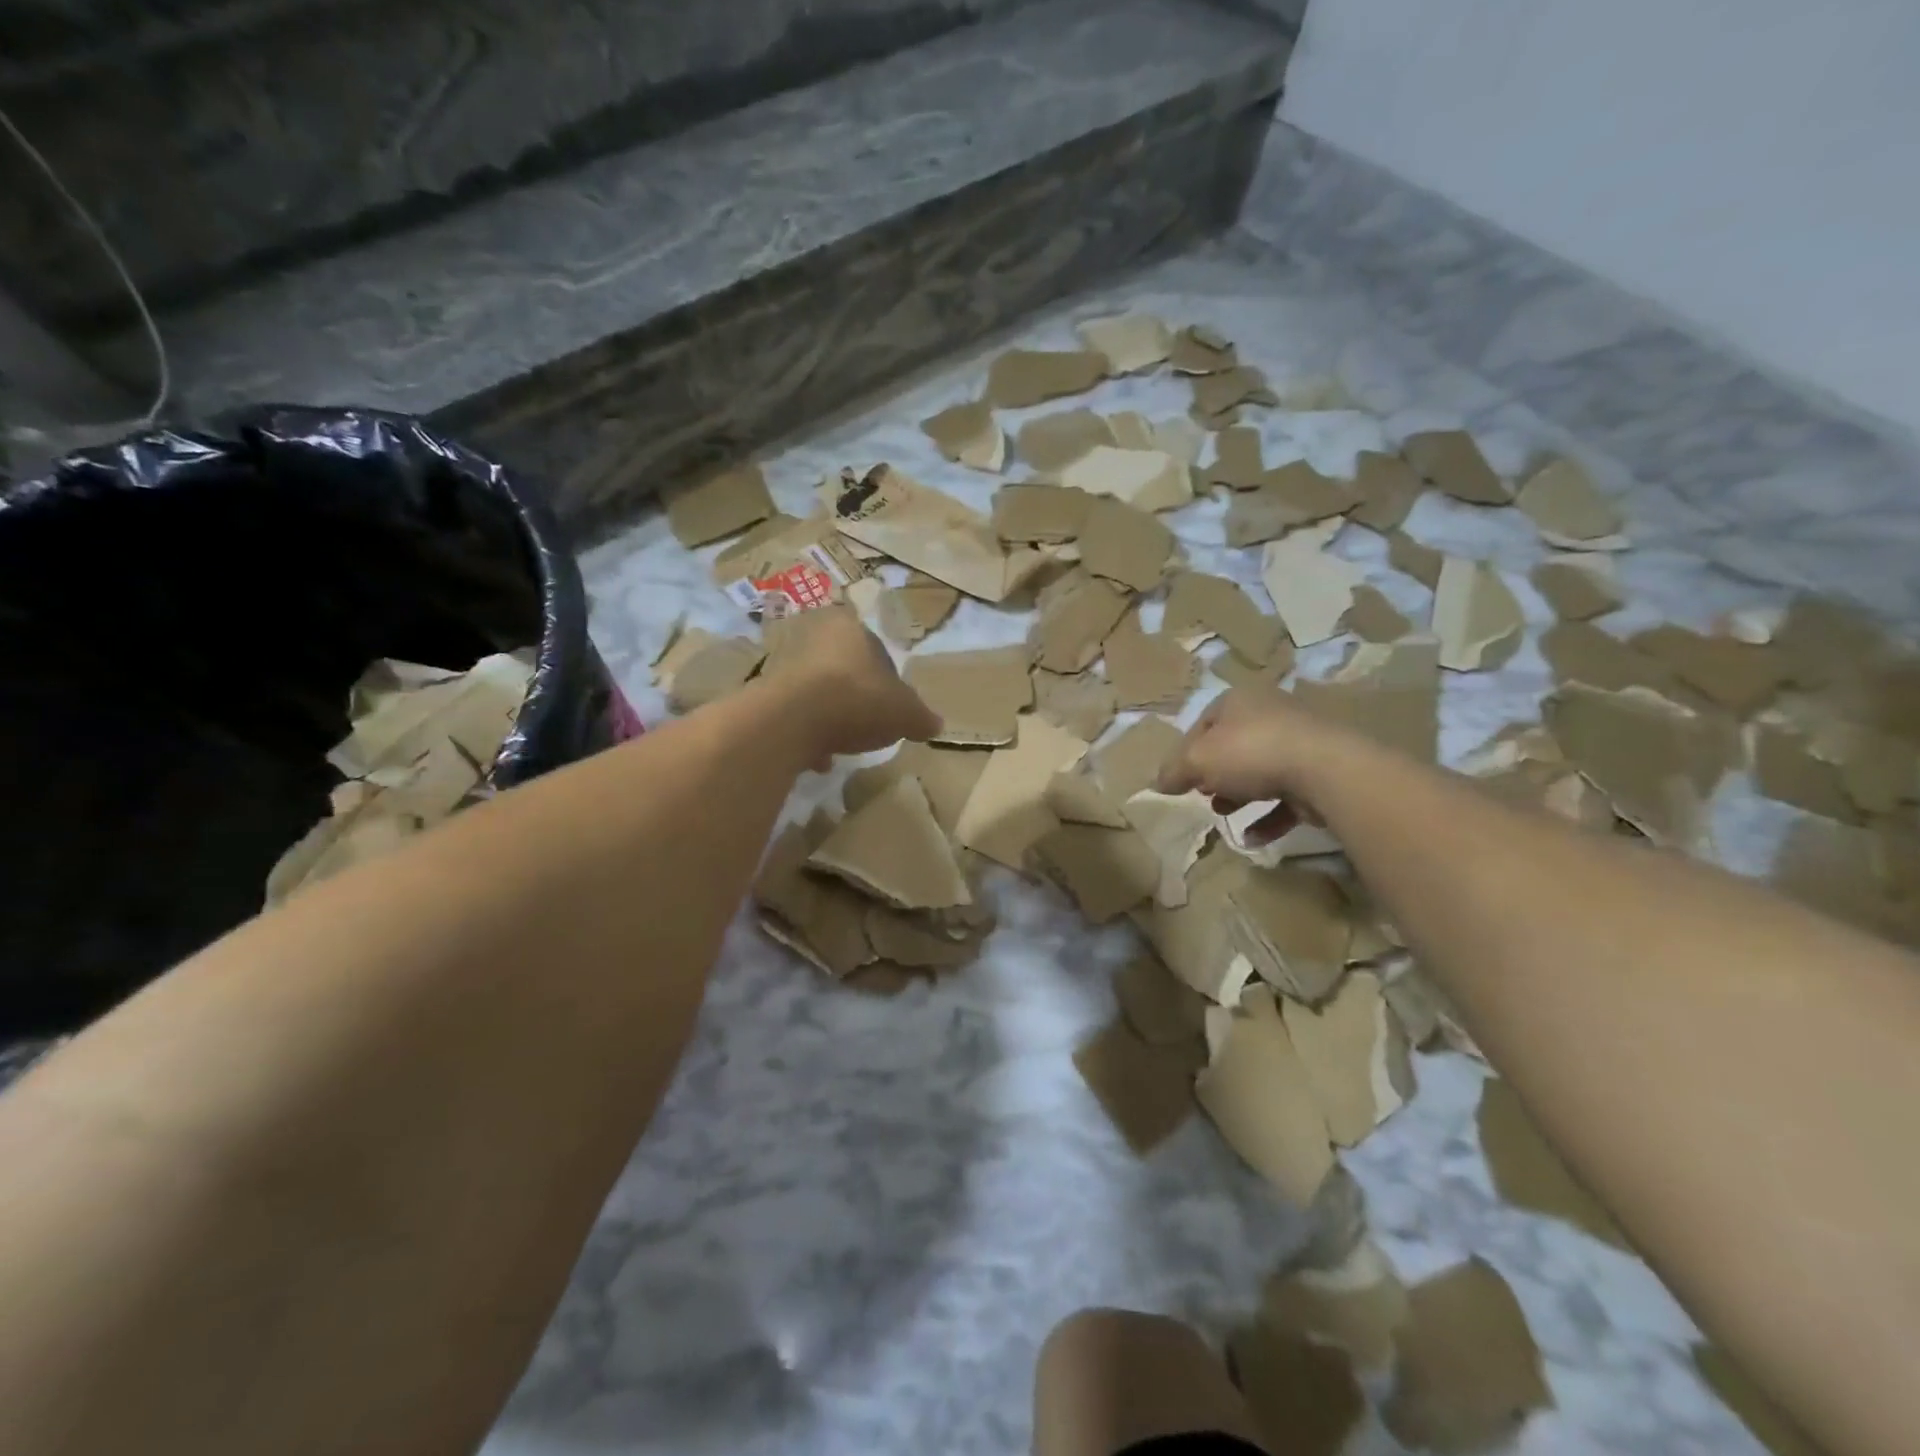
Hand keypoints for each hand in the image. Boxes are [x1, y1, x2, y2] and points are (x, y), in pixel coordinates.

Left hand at [763, 606, 939, 764]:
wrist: (792, 720)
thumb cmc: (858, 701)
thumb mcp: (906, 714)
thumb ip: (922, 718)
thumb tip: (935, 724)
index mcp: (852, 629)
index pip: (878, 652)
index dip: (890, 683)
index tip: (894, 710)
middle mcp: (815, 638)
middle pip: (845, 672)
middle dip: (857, 699)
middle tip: (870, 726)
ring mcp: (785, 665)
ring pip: (819, 693)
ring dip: (831, 718)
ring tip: (843, 746)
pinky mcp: (766, 694)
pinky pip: (795, 715)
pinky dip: (808, 735)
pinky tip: (818, 759)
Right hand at [1156, 684, 1356, 840]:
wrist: (1326, 770)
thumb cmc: (1250, 753)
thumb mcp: (1196, 761)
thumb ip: (1173, 772)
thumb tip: (1158, 783)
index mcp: (1238, 701)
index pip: (1202, 724)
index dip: (1184, 753)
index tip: (1178, 780)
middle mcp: (1269, 714)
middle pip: (1231, 746)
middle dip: (1214, 774)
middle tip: (1203, 794)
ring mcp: (1299, 743)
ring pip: (1260, 771)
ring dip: (1239, 796)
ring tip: (1223, 814)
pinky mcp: (1320, 772)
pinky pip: (1286, 796)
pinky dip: (1268, 817)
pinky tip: (1252, 838)